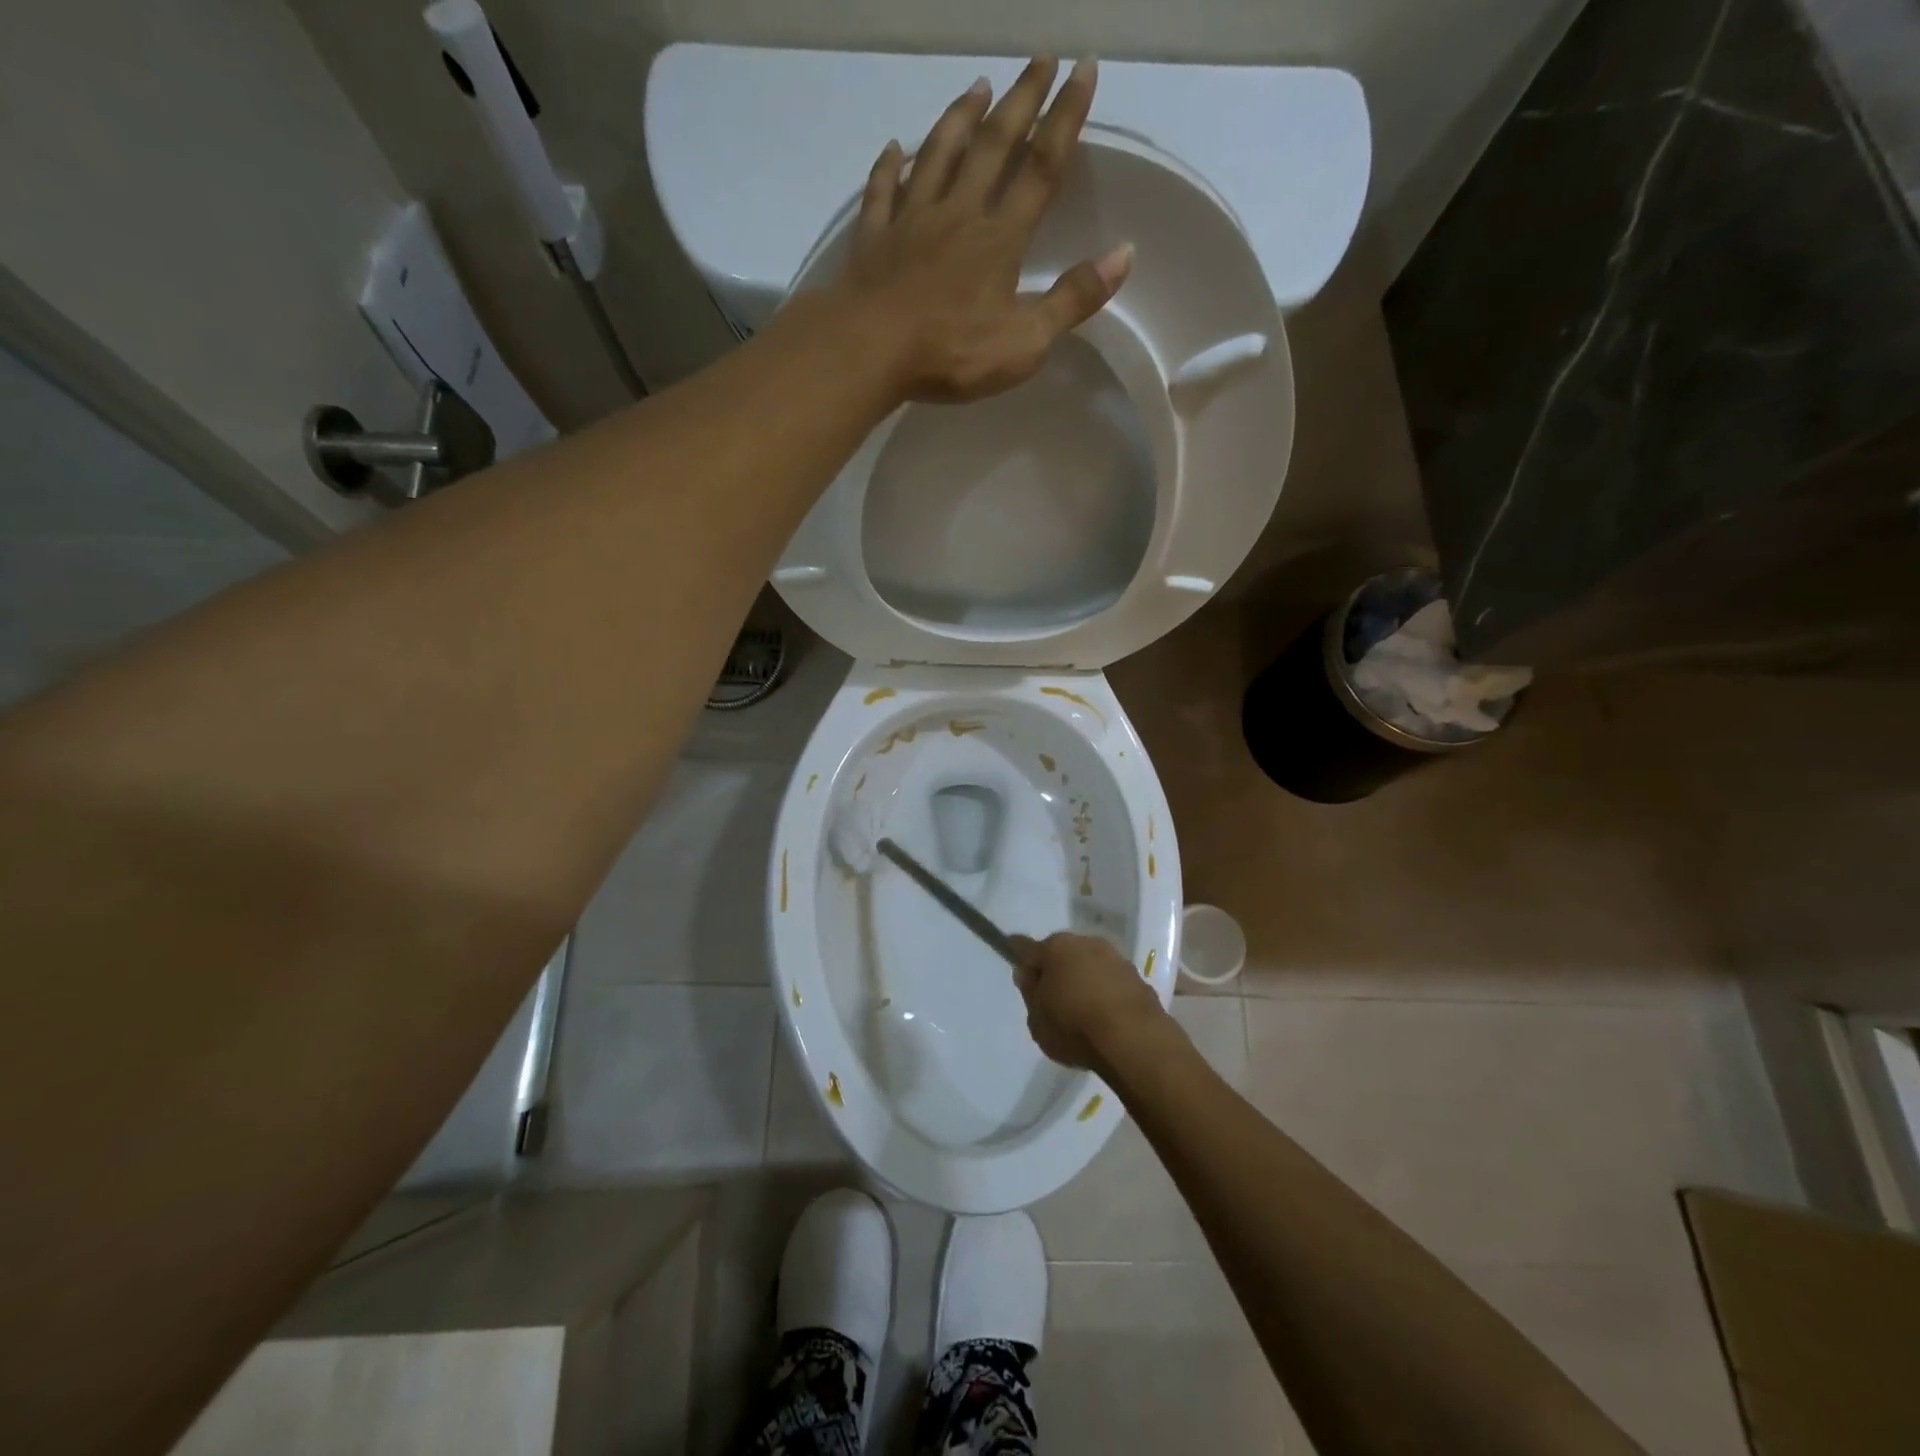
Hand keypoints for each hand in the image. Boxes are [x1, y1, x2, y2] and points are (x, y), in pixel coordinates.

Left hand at [837, 57, 1133, 402]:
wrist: (871, 351)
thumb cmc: (952, 353)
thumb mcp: (1025, 342)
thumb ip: (1073, 300)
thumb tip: (1124, 254)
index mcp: (1000, 240)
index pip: (1041, 169)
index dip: (1065, 120)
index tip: (1083, 71)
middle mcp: (958, 214)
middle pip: (993, 146)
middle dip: (1021, 100)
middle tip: (1039, 58)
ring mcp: (911, 222)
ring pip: (938, 155)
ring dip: (960, 118)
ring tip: (978, 87)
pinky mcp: (874, 239)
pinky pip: (882, 191)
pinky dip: (889, 166)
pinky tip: (895, 147)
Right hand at [1011, 931, 1168, 1072]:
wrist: (1134, 1040)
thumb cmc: (1075, 1027)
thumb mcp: (1037, 1020)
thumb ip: (1031, 993)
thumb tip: (1028, 973)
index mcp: (1055, 948)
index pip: (1026, 947)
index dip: (1018, 954)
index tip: (1013, 957)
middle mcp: (1085, 943)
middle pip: (1061, 953)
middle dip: (1056, 969)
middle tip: (1052, 997)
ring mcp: (1114, 957)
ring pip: (1089, 964)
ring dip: (1084, 979)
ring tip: (1082, 1010)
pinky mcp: (1137, 976)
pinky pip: (1111, 981)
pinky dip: (1105, 992)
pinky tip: (1105, 1016)